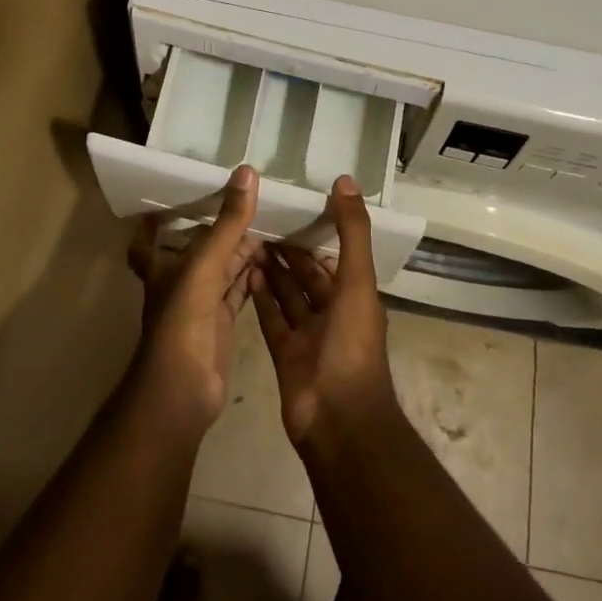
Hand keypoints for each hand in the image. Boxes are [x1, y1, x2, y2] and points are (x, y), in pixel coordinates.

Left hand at [128, 166, 261, 433]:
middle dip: (217, 226)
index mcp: (162, 265)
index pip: (149, 237)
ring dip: (240, 249)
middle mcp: (178, 281)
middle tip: (245, 198)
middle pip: (197, 247)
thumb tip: (247, 172)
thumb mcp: (204, 265)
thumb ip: (227, 222)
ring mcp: (200, 303)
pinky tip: (272, 260)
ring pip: (221, 267)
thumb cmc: (182, 321)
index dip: (155, 219)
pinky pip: (237, 290)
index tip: (173, 194)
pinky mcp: (221, 322)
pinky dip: (251, 275)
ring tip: (268, 222)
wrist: (183, 390)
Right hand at [250, 176, 397, 449]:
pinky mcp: (285, 353)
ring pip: (288, 294)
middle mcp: (333, 312)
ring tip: (248, 239)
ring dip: (272, 270)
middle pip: (309, 274)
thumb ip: (352, 231)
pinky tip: (244, 273)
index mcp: (355, 295)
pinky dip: (261, 298)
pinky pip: (272, 319)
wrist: (337, 419)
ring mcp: (308, 335)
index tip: (294, 203)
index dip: (318, 230)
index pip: (335, 255)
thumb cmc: (351, 345)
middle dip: (290, 249)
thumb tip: (345, 181)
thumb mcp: (357, 281)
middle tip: (262, 219)